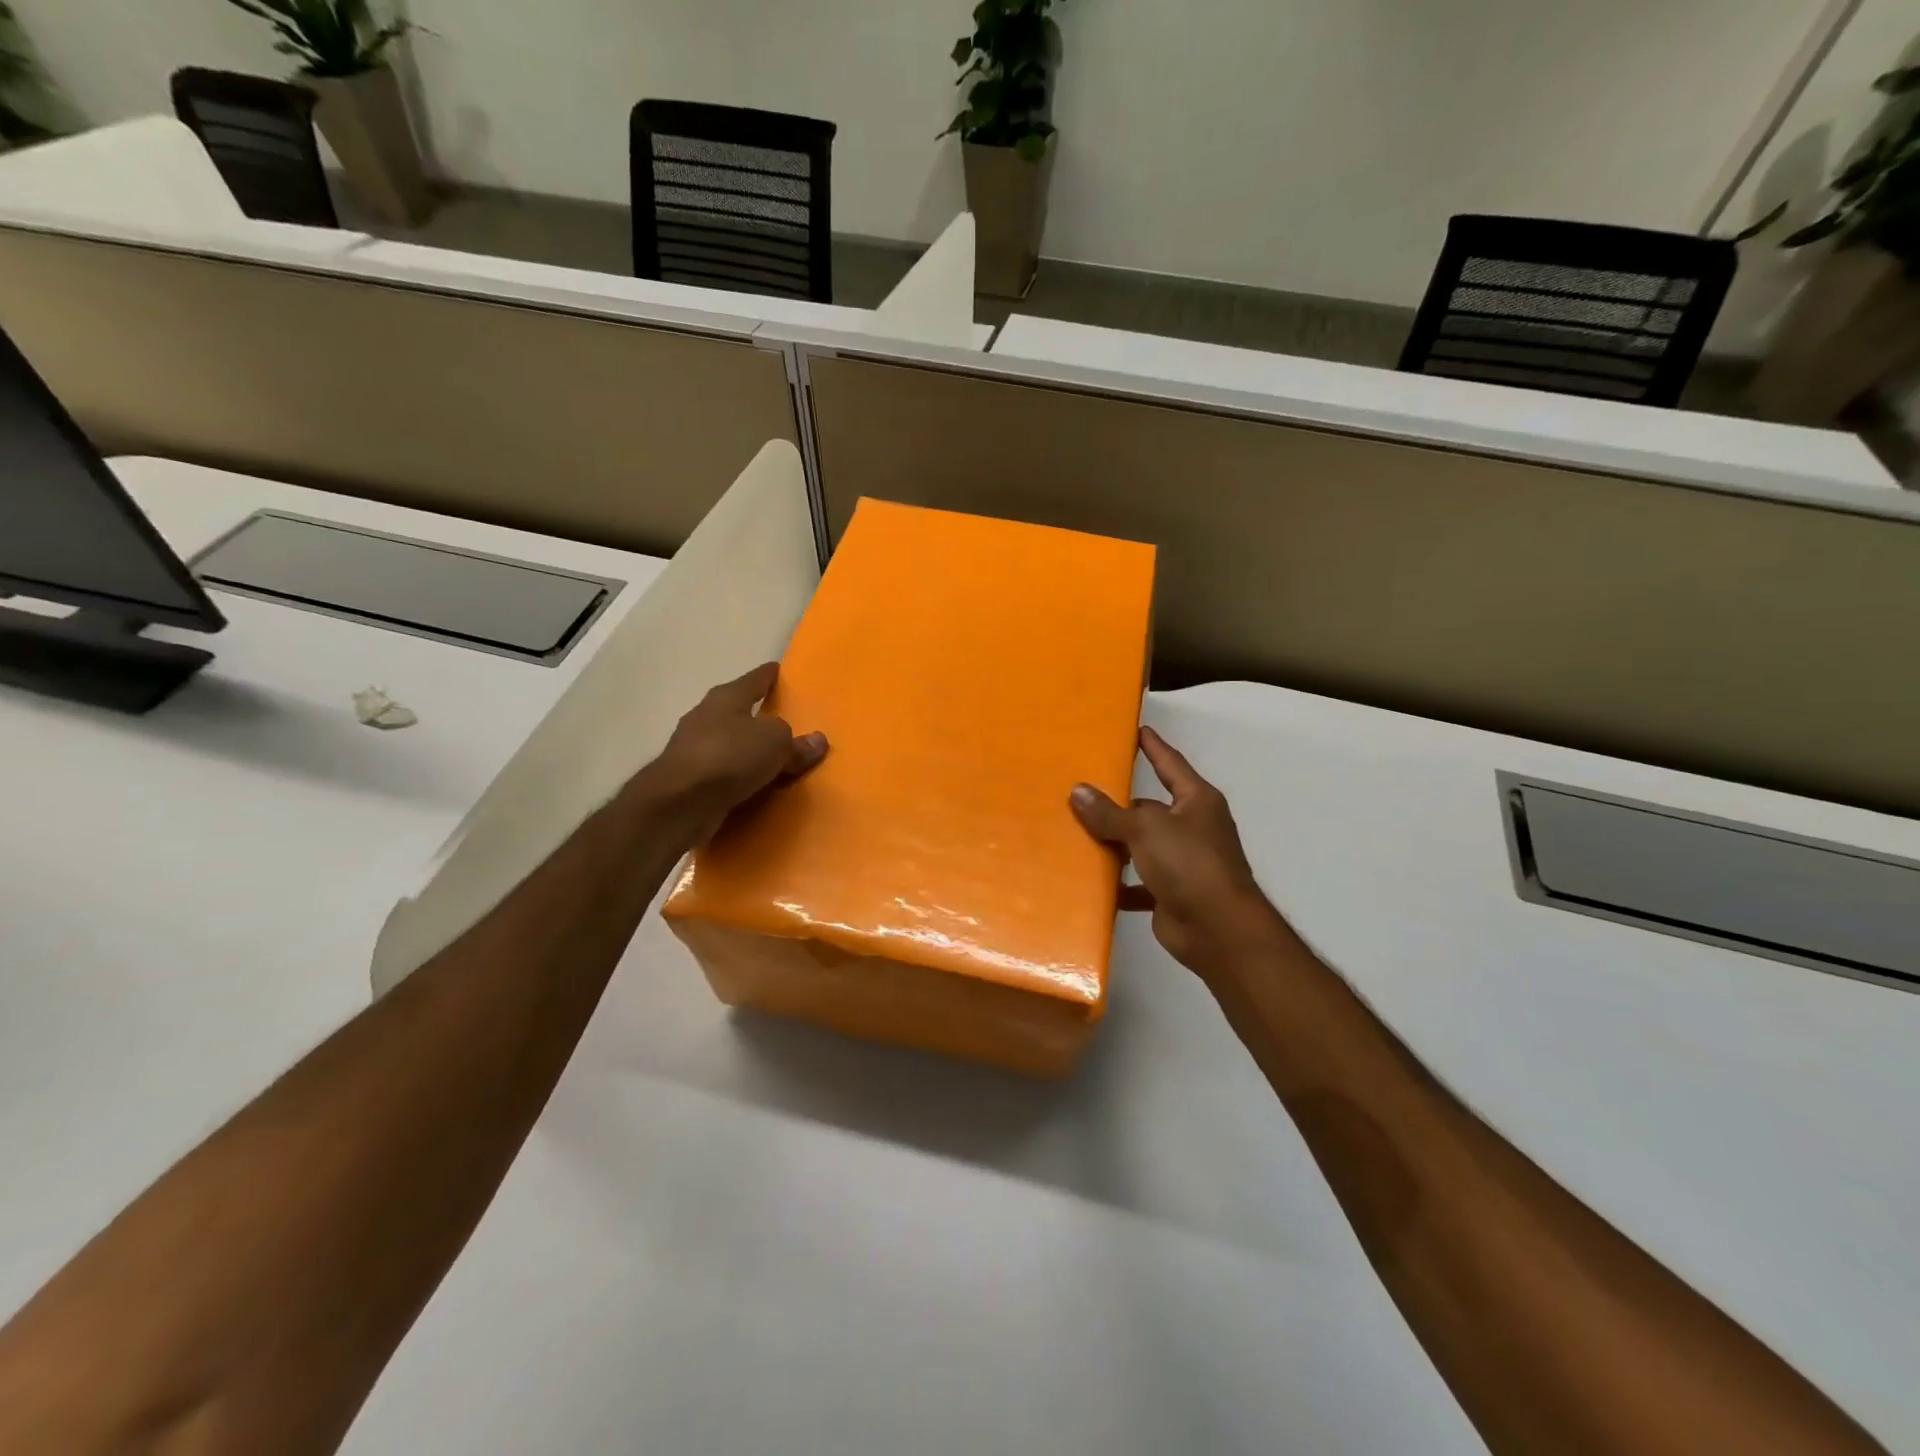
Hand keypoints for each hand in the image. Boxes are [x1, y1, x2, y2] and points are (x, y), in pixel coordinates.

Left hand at [646, 663, 827, 846]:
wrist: (680, 803)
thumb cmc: (730, 756)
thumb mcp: (776, 744)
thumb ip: (797, 742)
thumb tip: (817, 741)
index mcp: (725, 698)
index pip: (753, 680)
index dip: (768, 675)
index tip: (779, 670)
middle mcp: (706, 717)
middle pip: (737, 711)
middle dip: (757, 715)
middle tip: (784, 719)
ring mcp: (693, 749)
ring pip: (730, 744)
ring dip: (747, 749)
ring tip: (773, 757)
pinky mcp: (689, 780)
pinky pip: (725, 773)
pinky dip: (739, 776)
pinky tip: (755, 785)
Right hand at [1070, 726, 1287, 981]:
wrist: (1218, 930)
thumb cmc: (1189, 864)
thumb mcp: (1146, 829)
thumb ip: (1110, 812)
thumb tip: (1078, 791)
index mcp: (1196, 801)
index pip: (1170, 764)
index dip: (1153, 746)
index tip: (1136, 729)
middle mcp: (1193, 827)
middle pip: (1149, 808)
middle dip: (1119, 804)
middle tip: (1081, 790)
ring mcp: (1183, 862)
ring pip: (1141, 845)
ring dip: (1115, 845)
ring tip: (1076, 833)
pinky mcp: (1172, 893)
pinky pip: (1138, 882)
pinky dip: (1119, 883)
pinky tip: (1091, 881)